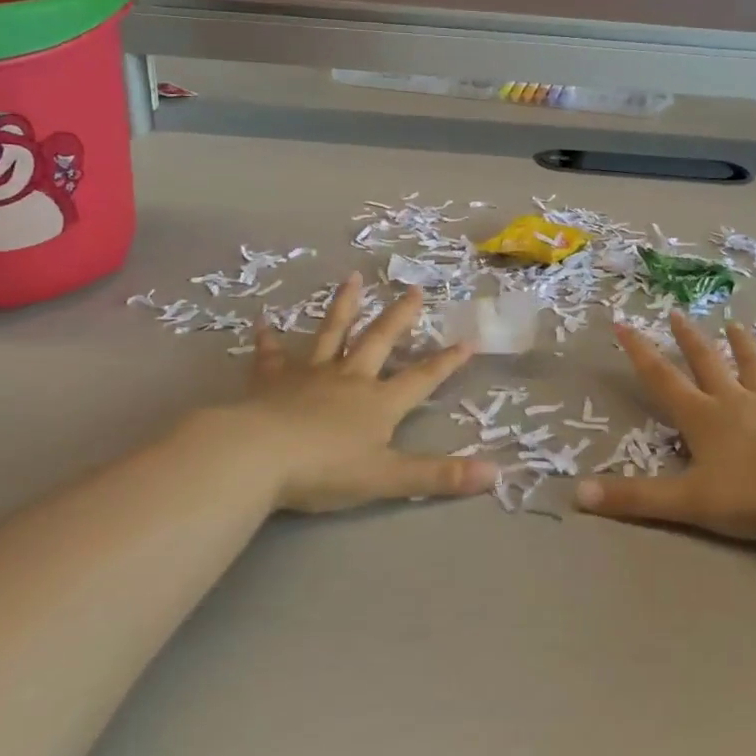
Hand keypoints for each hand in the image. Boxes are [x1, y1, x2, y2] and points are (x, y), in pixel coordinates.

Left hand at [230, 275, 497, 512]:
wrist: (259, 456)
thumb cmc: (326, 469)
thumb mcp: (388, 478)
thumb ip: (439, 475)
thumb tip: (497, 475)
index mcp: (379, 402)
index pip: (421, 378)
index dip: (446, 362)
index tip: (468, 340)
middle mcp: (349, 378)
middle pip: (379, 341)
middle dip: (399, 317)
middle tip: (414, 289)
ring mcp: (309, 374)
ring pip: (331, 333)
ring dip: (343, 306)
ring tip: (352, 278)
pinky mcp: (272, 380)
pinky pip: (271, 356)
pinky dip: (268, 340)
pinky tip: (262, 323)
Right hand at [575, 312, 755, 543]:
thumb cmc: (751, 496)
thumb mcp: (686, 501)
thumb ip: (633, 497)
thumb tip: (577, 492)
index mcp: (702, 416)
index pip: (662, 377)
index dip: (639, 352)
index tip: (623, 323)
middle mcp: (733, 403)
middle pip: (707, 363)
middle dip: (688, 338)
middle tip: (676, 313)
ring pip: (753, 370)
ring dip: (743, 348)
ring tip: (736, 325)